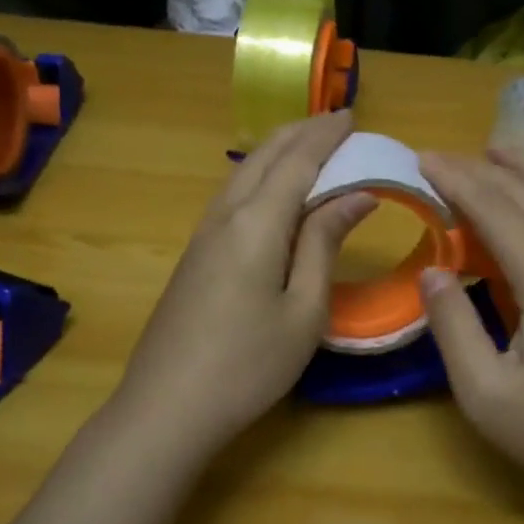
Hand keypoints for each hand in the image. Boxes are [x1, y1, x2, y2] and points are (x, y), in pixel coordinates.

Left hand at [112, 111, 374, 459]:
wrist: (168, 407)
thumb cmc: (249, 364)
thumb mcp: (304, 310)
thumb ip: (325, 244)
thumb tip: (355, 196)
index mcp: (257, 223)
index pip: (298, 161)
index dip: (327, 135)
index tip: (354, 116)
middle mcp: (225, 215)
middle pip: (265, 157)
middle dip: (301, 133)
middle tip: (336, 123)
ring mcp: (203, 234)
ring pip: (243, 174)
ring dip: (278, 152)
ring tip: (309, 146)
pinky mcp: (194, 255)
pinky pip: (232, 196)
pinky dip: (260, 177)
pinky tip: (271, 190)